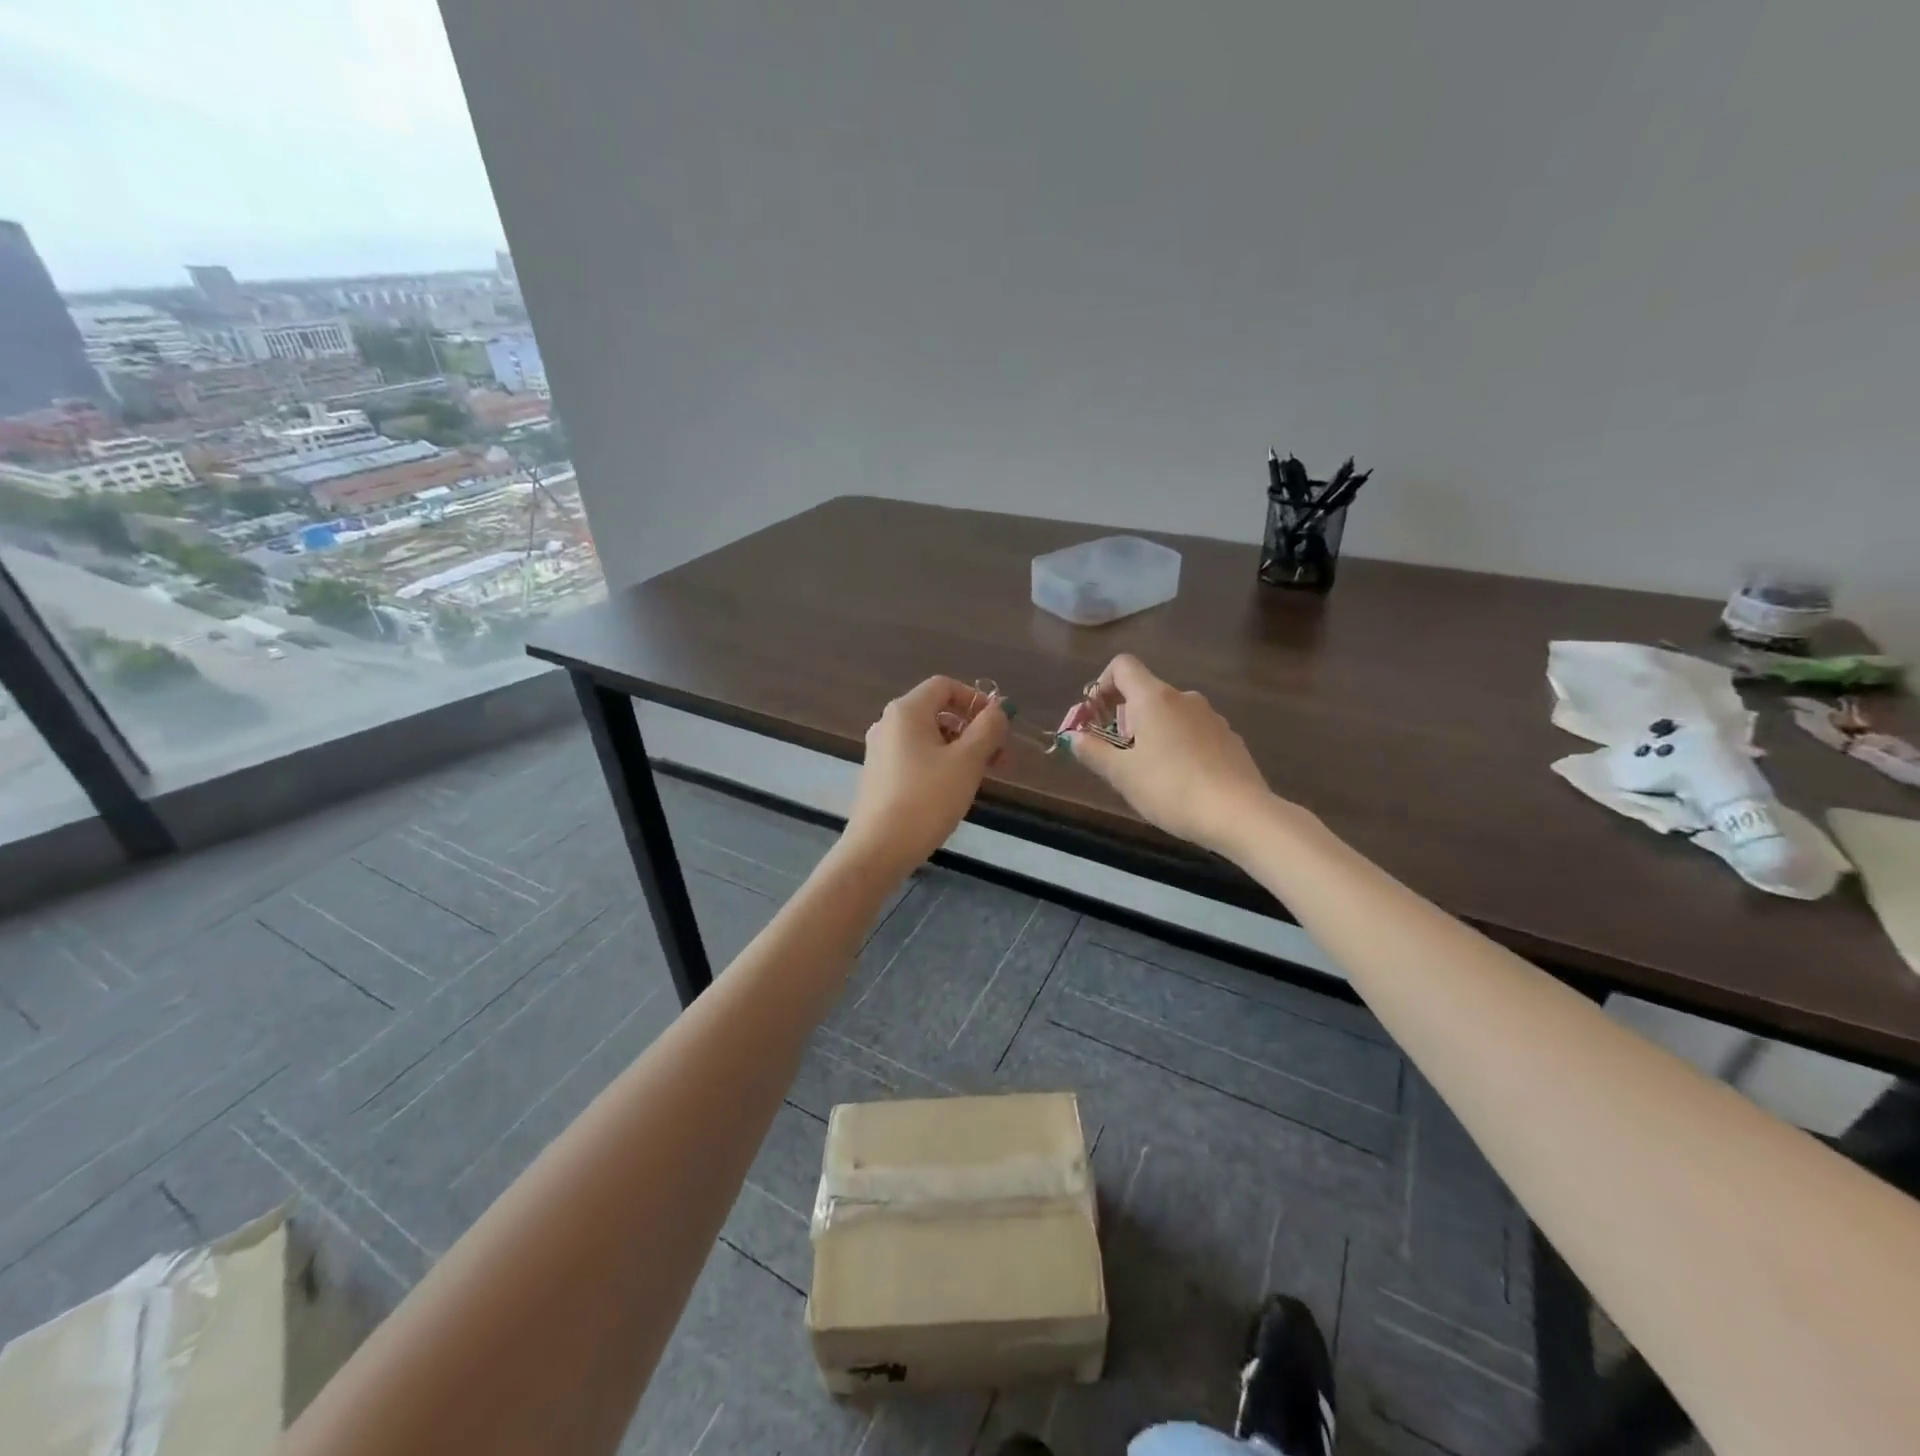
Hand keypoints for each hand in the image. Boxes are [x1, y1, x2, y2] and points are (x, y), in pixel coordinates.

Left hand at [841, 676, 1009, 876]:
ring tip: (982, 777)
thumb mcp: (968, 761)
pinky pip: (916, 757)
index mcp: (906, 711)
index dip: (975, 699)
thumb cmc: (927, 799)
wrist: (879, 849)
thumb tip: (999, 709)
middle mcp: (888, 724)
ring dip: (960, 749)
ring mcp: (881, 751)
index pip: (945, 686)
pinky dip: (940, 764)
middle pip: (938, 712)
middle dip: (973, 729)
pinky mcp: (879, 776)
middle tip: (1000, 757)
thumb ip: (988, 729)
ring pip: (929, 737)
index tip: (999, 726)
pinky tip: (954, 790)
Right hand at [1061, 654, 1288, 859]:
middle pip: (1146, 693)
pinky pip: (1194, 733)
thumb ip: (1093, 752)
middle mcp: (1185, 698)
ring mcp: (1212, 718)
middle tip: (1119, 756)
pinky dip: (1180, 746)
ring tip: (1150, 773)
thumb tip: (1074, 737)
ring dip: (1153, 733)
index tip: (1096, 717)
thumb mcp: (1122, 775)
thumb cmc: (1170, 789)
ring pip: (1171, 715)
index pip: (1122, 666)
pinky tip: (1182, 782)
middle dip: (1125, 718)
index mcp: (1155, 698)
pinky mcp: (1230, 739)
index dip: (1102, 685)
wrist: (1239, 814)